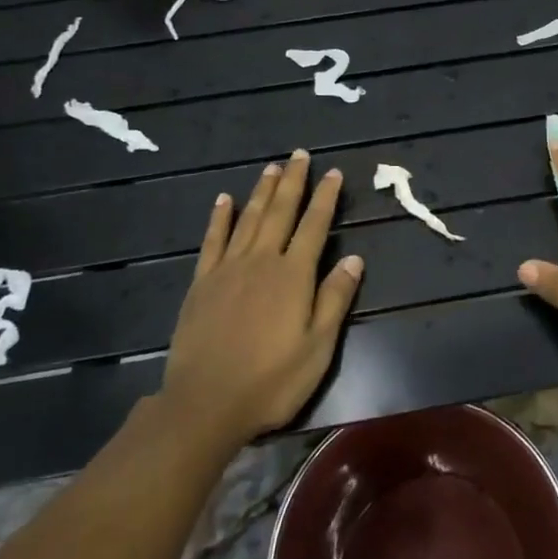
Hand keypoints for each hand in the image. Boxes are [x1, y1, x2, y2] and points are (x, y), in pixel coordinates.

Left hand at [157, 151, 363, 448]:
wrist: (205, 404)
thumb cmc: (271, 381)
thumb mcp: (317, 347)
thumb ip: (335, 299)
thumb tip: (355, 258)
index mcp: (293, 275)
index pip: (314, 226)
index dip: (325, 198)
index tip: (332, 172)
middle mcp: (262, 261)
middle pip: (280, 212)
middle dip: (293, 182)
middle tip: (299, 155)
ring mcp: (228, 269)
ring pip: (249, 219)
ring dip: (262, 191)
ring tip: (272, 167)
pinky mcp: (202, 283)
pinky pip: (213, 241)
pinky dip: (220, 218)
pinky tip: (225, 200)